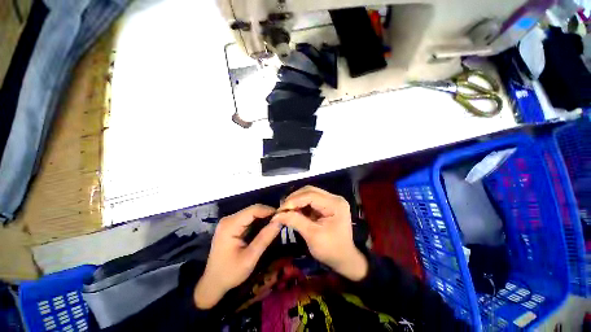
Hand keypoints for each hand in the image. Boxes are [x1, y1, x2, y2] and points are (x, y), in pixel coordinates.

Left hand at [194, 205, 279, 308]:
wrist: (213, 283)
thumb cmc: (230, 273)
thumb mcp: (250, 258)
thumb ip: (265, 238)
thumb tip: (279, 221)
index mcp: (230, 225)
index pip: (254, 210)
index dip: (269, 210)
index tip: (282, 216)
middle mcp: (228, 219)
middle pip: (252, 210)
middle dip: (267, 214)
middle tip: (280, 222)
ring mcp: (229, 222)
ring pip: (251, 213)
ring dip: (264, 217)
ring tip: (275, 225)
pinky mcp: (231, 225)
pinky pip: (248, 219)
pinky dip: (258, 221)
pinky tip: (265, 228)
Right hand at [273, 186, 367, 280]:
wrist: (344, 259)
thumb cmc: (331, 250)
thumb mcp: (312, 235)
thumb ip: (295, 221)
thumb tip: (277, 215)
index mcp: (335, 204)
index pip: (310, 195)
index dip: (294, 200)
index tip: (280, 210)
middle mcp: (334, 198)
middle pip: (310, 191)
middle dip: (294, 199)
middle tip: (282, 209)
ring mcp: (331, 200)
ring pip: (309, 194)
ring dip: (296, 201)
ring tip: (286, 210)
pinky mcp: (327, 205)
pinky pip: (310, 200)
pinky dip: (301, 205)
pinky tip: (294, 211)